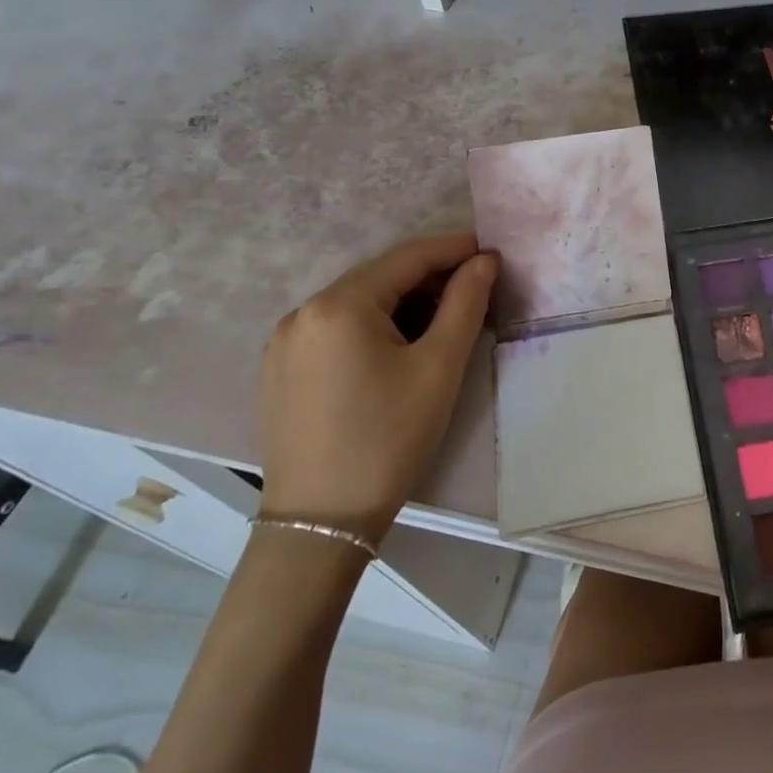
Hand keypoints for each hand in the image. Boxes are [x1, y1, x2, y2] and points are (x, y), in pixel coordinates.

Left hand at [257, 234, 497, 542]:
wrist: (321, 523)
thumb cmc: (388, 438)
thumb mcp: (439, 367)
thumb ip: (465, 303)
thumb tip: (484, 261)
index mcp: (339, 305)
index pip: (407, 258)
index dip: (454, 249)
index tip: (492, 251)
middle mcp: (303, 312)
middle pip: (380, 278)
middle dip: (431, 278)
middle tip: (476, 290)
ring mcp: (285, 343)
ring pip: (358, 303)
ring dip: (404, 303)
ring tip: (445, 320)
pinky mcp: (280, 371)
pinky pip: (337, 330)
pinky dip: (374, 326)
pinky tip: (400, 348)